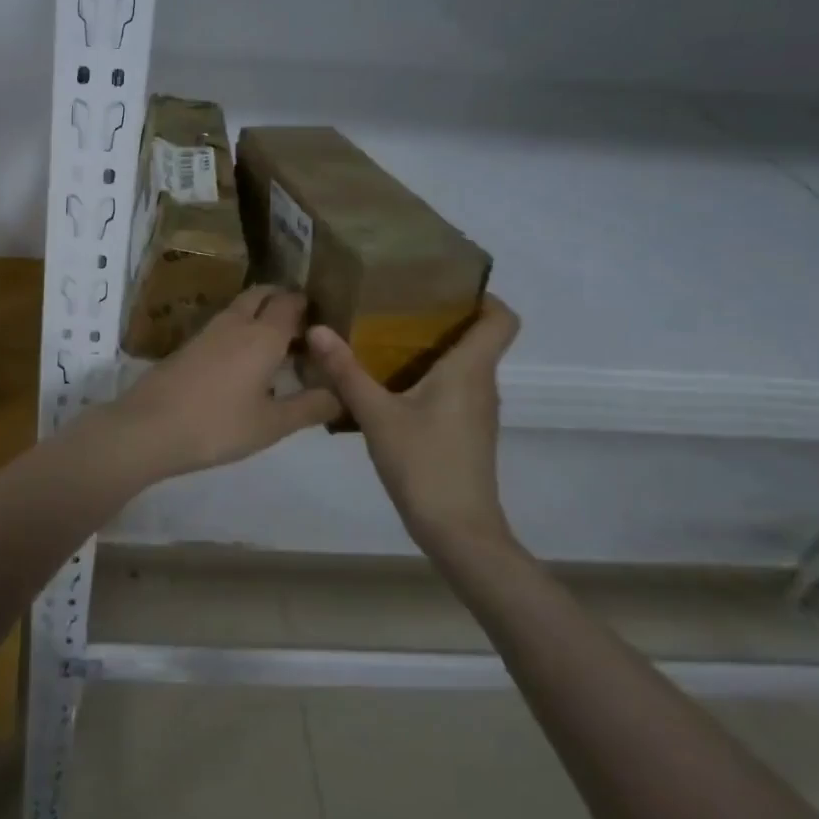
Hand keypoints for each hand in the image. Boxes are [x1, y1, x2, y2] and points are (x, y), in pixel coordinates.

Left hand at [100, 286, 341, 480]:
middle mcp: (236, 323)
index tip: (324, 319)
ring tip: (277, 342)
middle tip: (302, 325)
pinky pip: (224, 323)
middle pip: (262, 294)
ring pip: (240, 307)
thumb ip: (309, 407)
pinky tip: (243, 357)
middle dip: (283, 299)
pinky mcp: (189, 344)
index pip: (291, 303)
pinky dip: (240, 327)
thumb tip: (343, 394)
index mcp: (263, 336)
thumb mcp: (272, 424)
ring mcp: (208, 331)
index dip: (308, 306)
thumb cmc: (218, 425)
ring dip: (260, 313)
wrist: (150, 426)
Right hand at [306, 296, 521, 552]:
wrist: (459, 533)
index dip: (481, 296)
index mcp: (470, 370)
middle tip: (393, 303)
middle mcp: (481, 384)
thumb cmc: (425, 465)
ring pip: (462, 363)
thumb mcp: (377, 415)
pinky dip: (427, 375)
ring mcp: (476, 410)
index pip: (501, 318)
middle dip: (440, 315)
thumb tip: (316, 328)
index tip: (441, 285)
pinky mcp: (465, 430)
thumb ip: (346, 371)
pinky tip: (389, 382)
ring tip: (383, 335)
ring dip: (431, 346)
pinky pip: (452, 387)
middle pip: (476, 336)